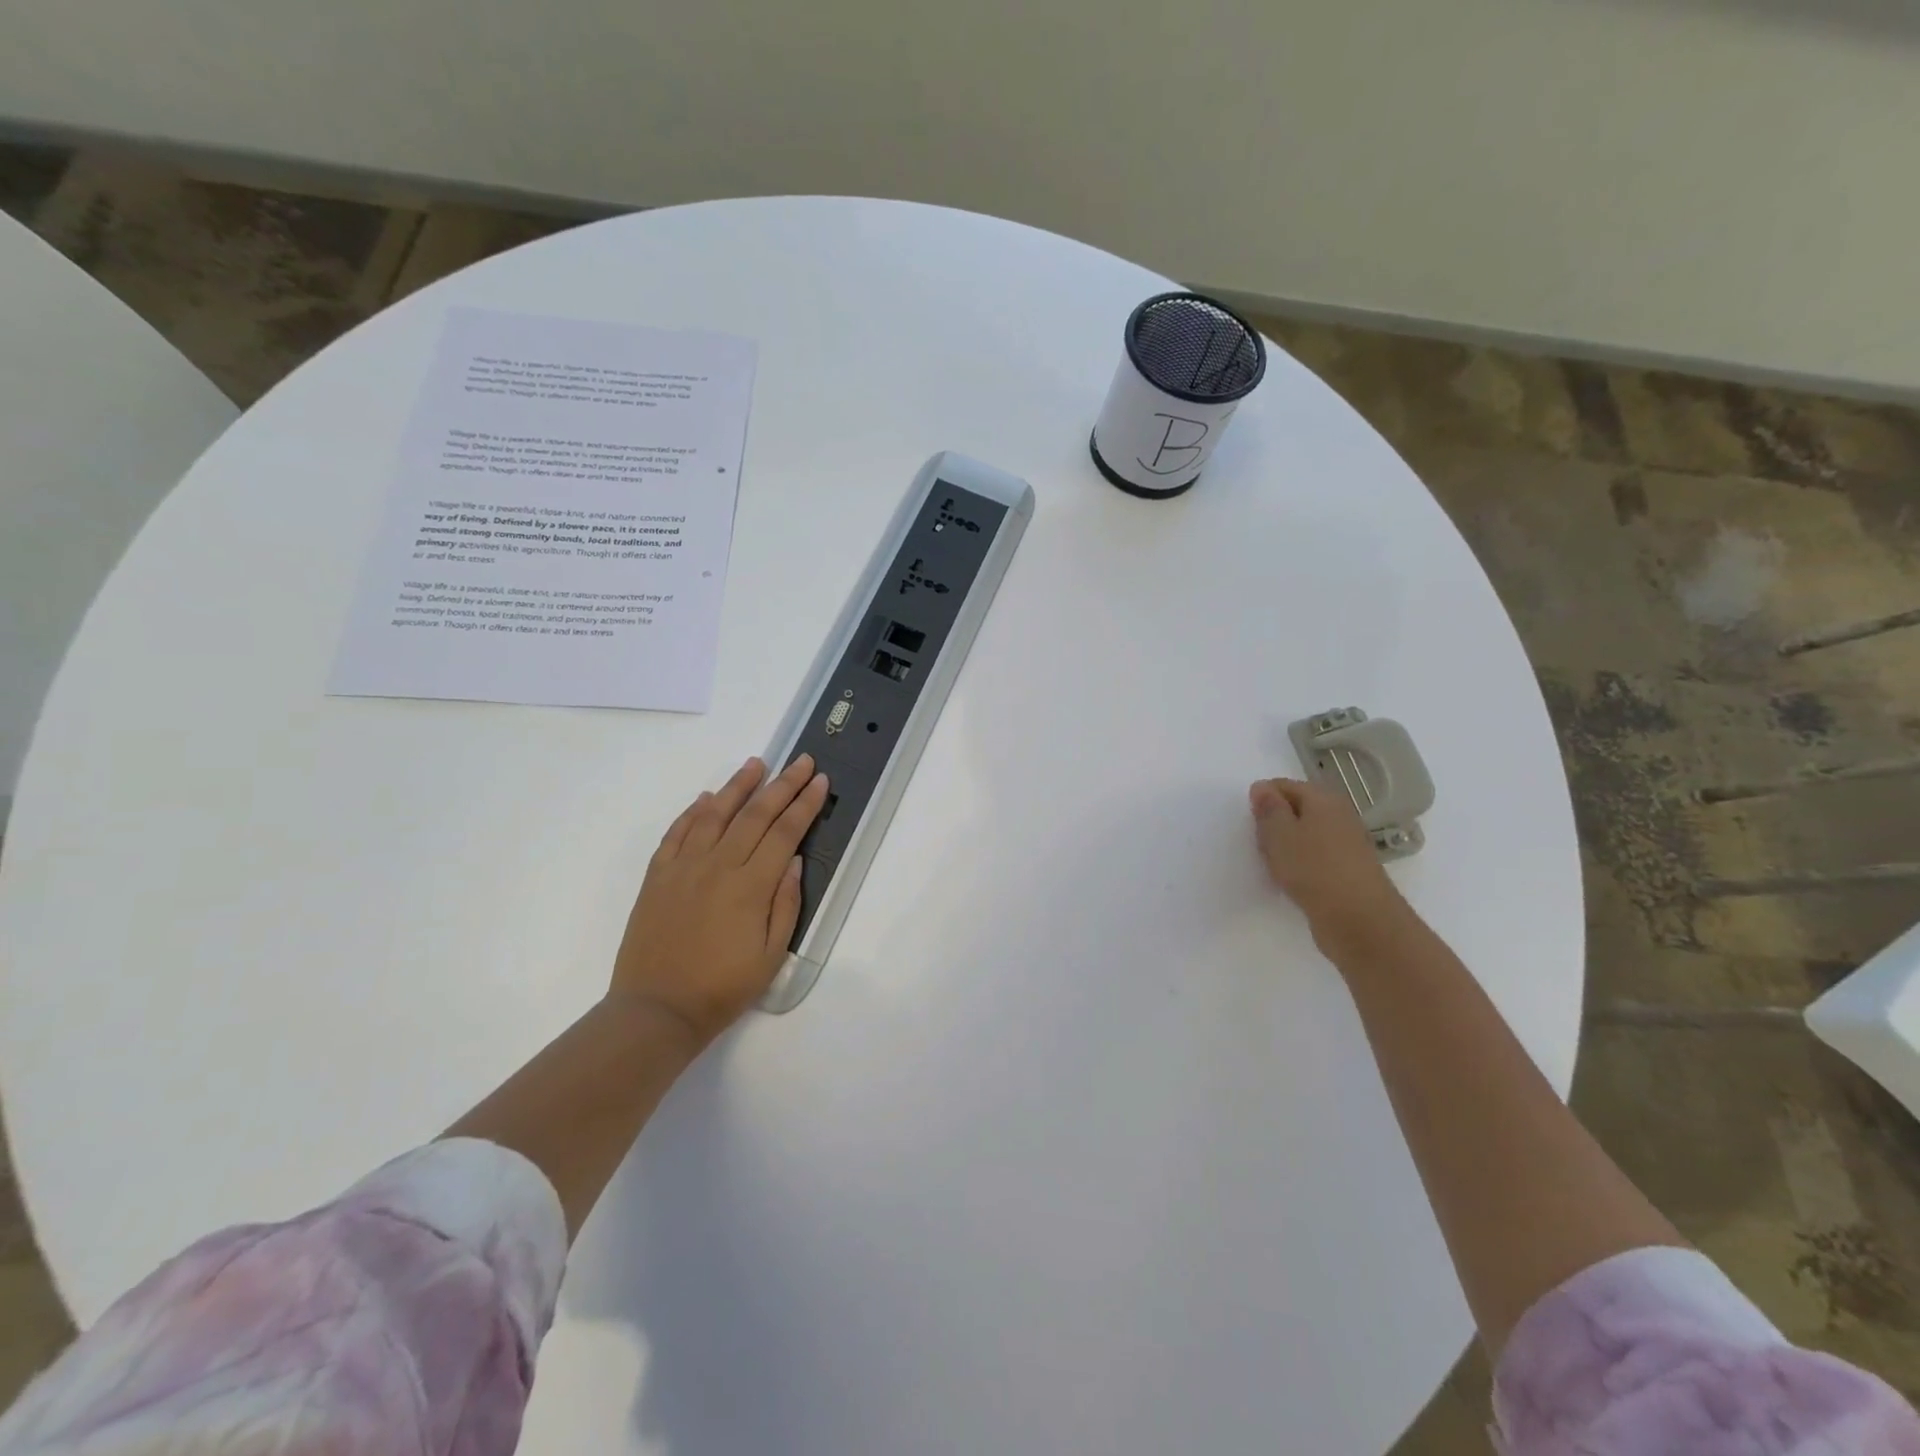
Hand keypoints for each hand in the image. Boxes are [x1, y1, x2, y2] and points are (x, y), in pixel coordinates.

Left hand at [611, 755, 829, 1044]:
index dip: (804, 804)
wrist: (656, 1009)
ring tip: (756, 764)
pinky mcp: (657, 876)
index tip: (819, 781)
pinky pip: (677, 832)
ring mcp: (683, 867)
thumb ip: (786, 904)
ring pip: (714, 814)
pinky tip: (707, 798)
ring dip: (738, 786)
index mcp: (750, 886)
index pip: (785, 832)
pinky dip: (693, 811)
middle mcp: (718, 866)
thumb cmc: (722, 988)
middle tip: (801, 761)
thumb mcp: (770, 955)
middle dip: (782, 785)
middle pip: (755, 814)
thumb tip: (793, 861)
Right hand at [1249, 777, 1410, 957]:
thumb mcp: (1279, 833)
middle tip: (1258, 844)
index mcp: (1324, 799)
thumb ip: (1269, 808)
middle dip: (1274, 823)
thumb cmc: (1314, 869)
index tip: (1249, 822)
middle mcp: (1339, 815)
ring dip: (1286, 846)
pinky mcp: (1347, 871)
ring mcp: (1346, 844)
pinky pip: (1315, 857)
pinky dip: (1300, 864)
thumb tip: (1261, 787)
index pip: (1284, 785)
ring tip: (1272, 863)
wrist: (1359, 921)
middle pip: (1297, 809)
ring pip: (1305, 834)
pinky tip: (1290, 879)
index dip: (1262, 799)